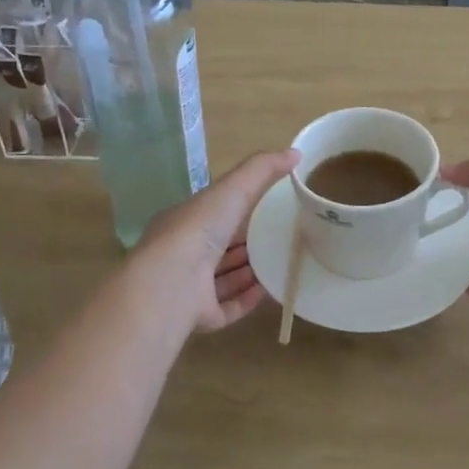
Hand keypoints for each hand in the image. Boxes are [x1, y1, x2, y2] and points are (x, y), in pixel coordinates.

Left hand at [138, 150, 299, 333]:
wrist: (172, 282)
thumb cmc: (198, 229)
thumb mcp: (232, 188)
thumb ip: (261, 169)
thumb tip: (295, 153)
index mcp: (184, 223)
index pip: (213, 214)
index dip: (238, 210)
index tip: (268, 207)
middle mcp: (184, 255)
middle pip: (219, 248)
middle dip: (246, 243)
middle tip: (281, 237)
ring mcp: (190, 288)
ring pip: (223, 279)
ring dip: (249, 272)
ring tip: (280, 263)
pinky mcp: (200, 316)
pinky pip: (228, 308)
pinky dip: (248, 299)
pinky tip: (270, 291)